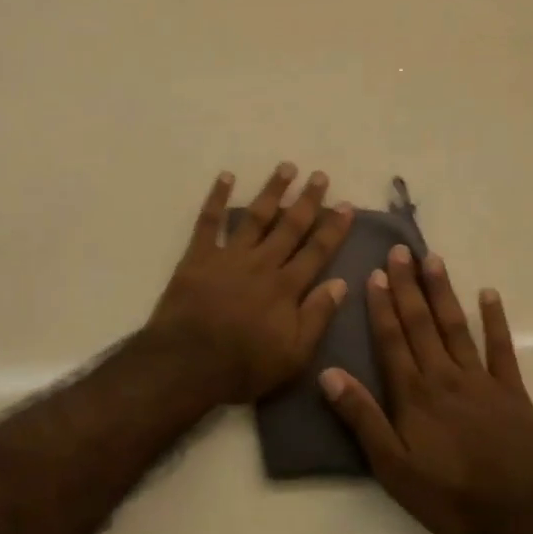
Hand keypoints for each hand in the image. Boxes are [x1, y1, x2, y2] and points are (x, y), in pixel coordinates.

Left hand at [146, 165, 354, 402]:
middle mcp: (262, 263)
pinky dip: (217, 197)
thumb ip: (317, 317)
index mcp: (286, 287)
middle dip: (307, 201)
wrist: (186, 364)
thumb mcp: (293, 355)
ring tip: (286, 167)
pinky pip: (209, 221)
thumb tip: (341, 283)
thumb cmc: (243, 366)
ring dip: (272, 191)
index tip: (346, 205)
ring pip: (255, 216)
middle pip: (289, 226)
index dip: (333, 229)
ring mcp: (229, 256)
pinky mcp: (199, 256)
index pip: (316, 251)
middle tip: (320, 176)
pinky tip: (226, 176)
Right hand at [322, 247, 532, 533]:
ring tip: (432, 259)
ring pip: (455, 326)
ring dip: (442, 292)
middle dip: (407, 286)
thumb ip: (363, 419)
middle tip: (399, 251)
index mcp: (413, 394)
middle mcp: (444, 375)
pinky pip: (501, 348)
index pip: (392, 340)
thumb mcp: (394, 469)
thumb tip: (329, 374)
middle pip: (421, 323)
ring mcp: (481, 379)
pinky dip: (495, 320)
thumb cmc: (452, 496)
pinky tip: (489, 294)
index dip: (382, 306)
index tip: (374, 273)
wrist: (527, 514)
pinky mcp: (512, 390)